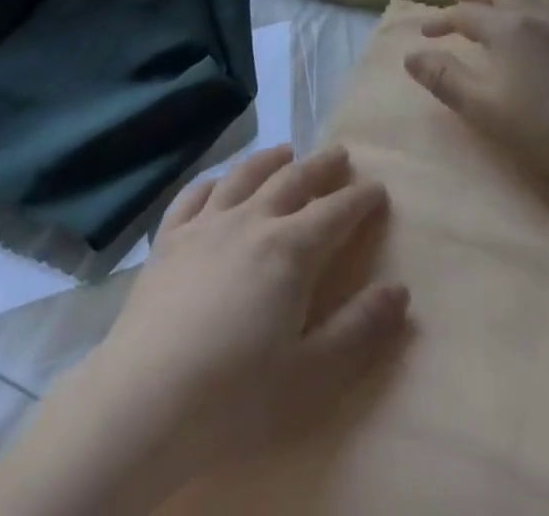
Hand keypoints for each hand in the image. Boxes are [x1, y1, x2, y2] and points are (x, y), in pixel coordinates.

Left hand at [55, 145, 408, 499]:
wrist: (147, 397)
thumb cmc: (237, 394)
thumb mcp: (312, 374)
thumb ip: (359, 329)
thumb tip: (400, 290)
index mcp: (290, 250)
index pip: (335, 213)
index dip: (360, 199)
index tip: (377, 188)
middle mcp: (250, 221)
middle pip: (292, 181)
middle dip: (321, 166)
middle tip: (340, 153)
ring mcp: (205, 223)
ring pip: (244, 175)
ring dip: (270, 159)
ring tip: (287, 150)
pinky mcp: (168, 237)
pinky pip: (195, 194)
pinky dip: (214, 180)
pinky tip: (219, 180)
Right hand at [404, 0, 548, 181]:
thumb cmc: (540, 127)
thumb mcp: (481, 107)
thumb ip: (444, 77)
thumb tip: (411, 55)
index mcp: (506, 27)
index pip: (464, 14)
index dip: (441, 20)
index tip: (426, 34)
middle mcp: (536, 13)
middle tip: (461, 2)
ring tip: (501, 7)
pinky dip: (548, 11)